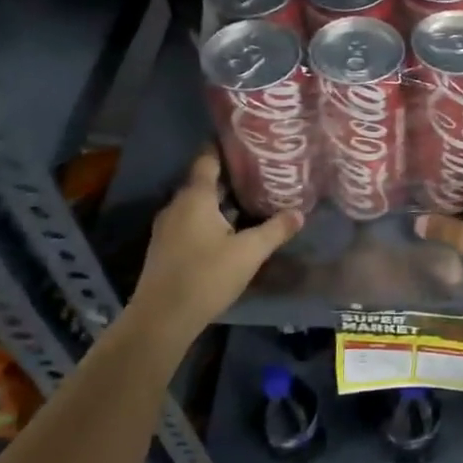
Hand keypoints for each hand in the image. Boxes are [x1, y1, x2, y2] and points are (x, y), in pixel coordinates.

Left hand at [129, 149, 302, 338]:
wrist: (162, 318)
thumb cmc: (206, 276)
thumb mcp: (249, 253)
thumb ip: (275, 230)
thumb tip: (299, 213)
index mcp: (195, 198)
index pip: (207, 160)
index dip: (224, 148)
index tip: (245, 143)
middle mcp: (177, 205)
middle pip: (203, 182)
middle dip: (229, 177)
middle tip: (259, 174)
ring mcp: (167, 227)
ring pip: (197, 204)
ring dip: (219, 201)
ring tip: (249, 201)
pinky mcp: (165, 248)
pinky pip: (190, 222)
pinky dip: (209, 219)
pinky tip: (229, 230)